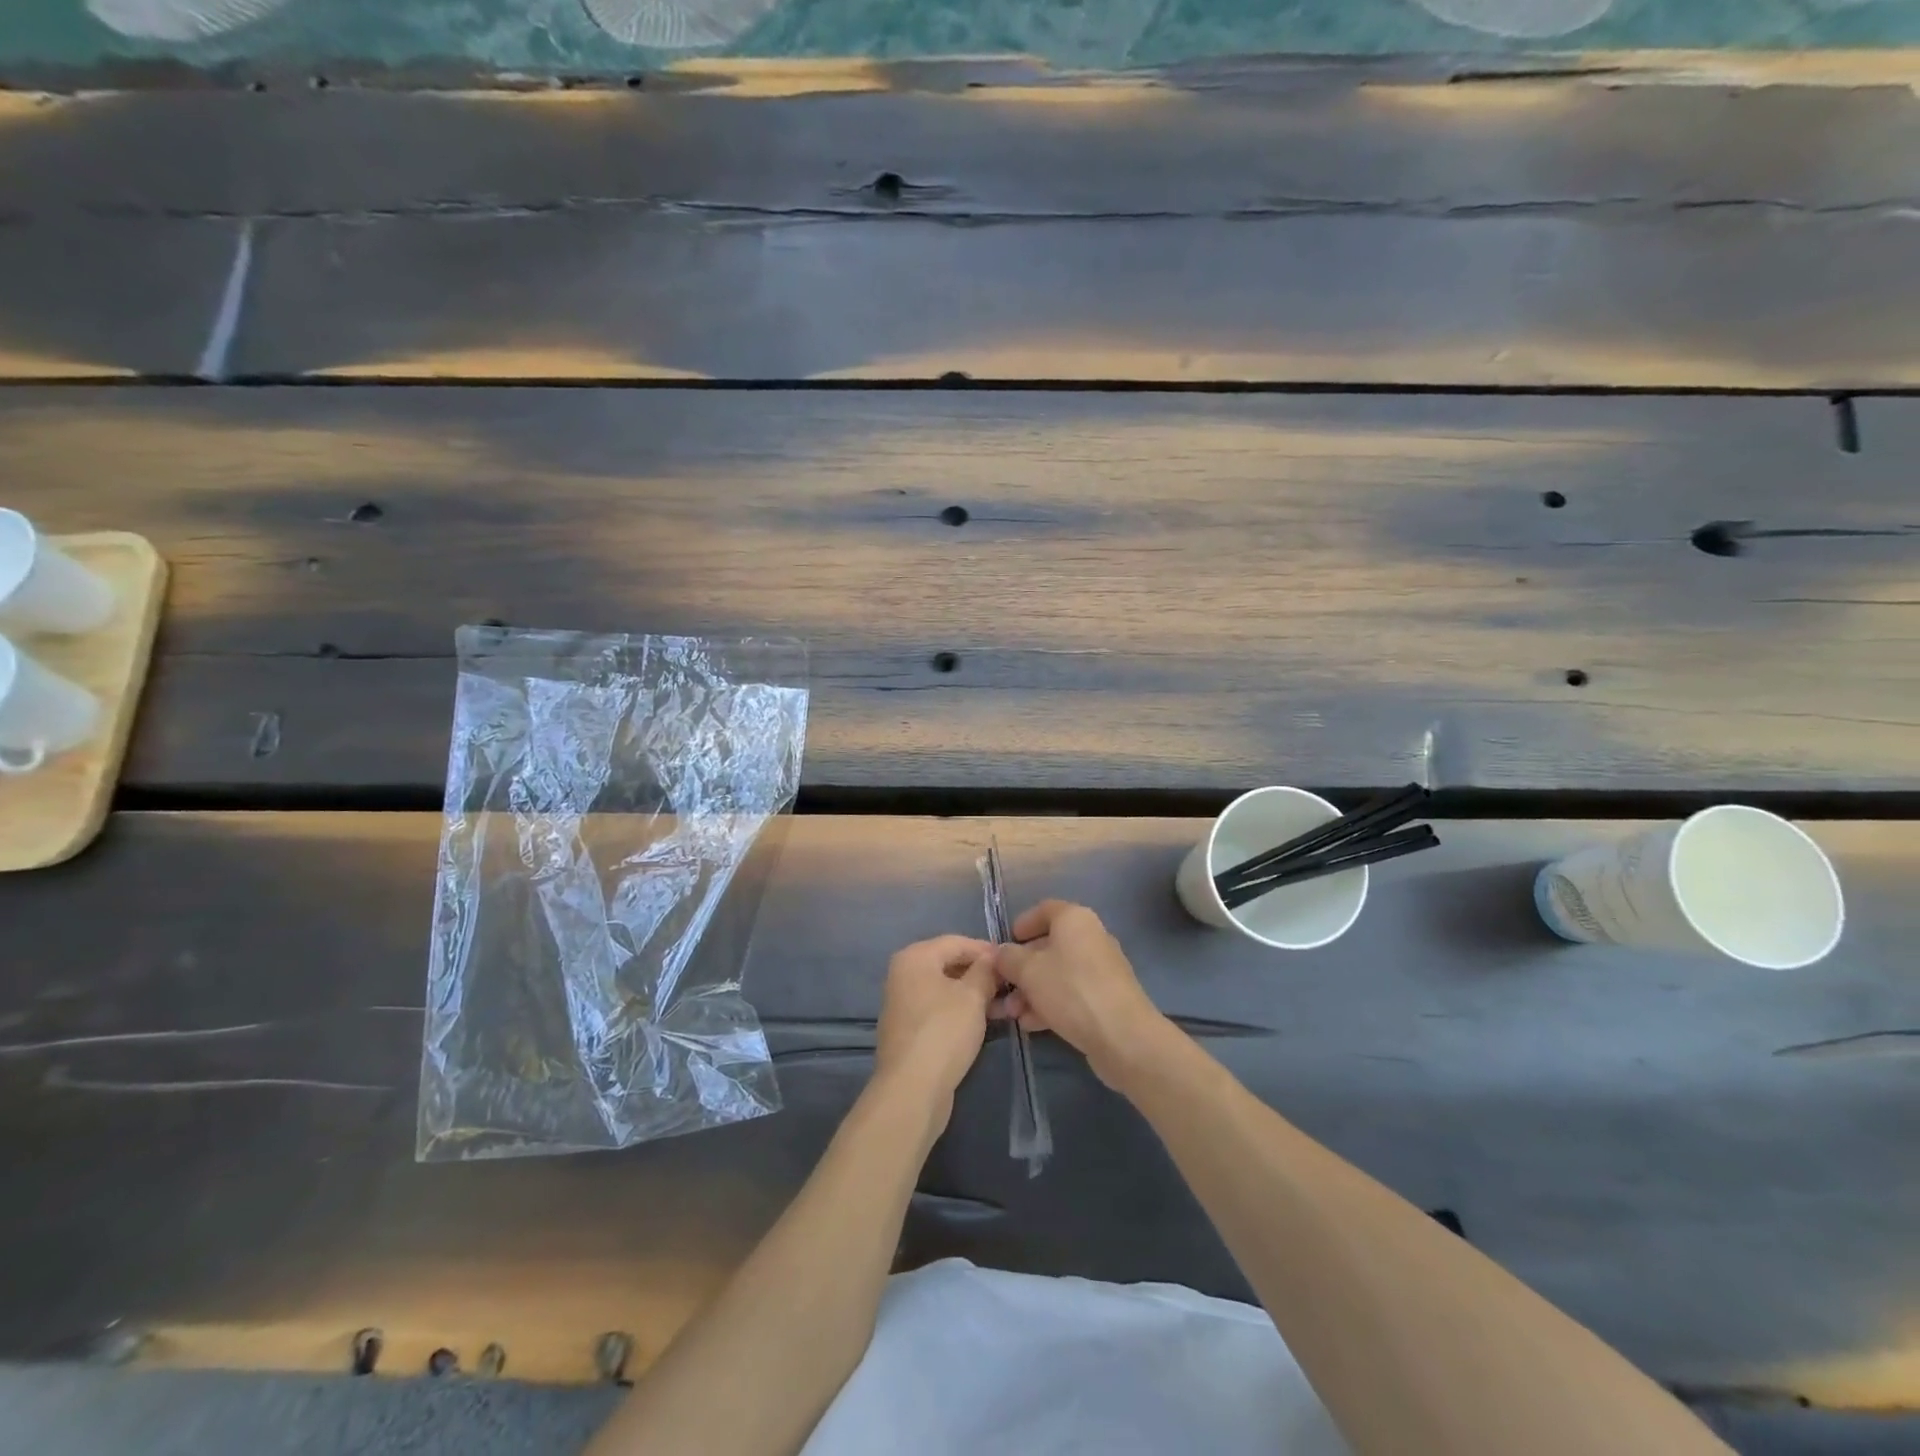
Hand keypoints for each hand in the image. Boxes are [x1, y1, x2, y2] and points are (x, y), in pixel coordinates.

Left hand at [873, 934, 999, 1119]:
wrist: (912, 1089)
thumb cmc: (944, 1031)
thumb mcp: (973, 996)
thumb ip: (985, 971)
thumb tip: (993, 958)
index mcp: (914, 957)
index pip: (957, 942)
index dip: (986, 950)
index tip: (1012, 963)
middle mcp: (903, 974)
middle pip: (949, 964)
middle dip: (981, 974)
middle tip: (1011, 986)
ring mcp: (903, 1003)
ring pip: (945, 989)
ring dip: (974, 995)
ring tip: (1004, 1007)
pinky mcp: (908, 1030)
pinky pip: (938, 1009)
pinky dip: (960, 1011)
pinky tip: (983, 1023)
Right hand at [994, 902, 1171, 1088]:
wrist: (1123, 1036)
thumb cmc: (1071, 990)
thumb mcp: (1028, 971)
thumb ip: (1008, 958)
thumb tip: (1000, 953)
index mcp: (1074, 919)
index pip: (1044, 910)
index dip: (1022, 924)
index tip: (1004, 944)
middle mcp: (1091, 937)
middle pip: (1049, 945)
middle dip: (1021, 968)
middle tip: (1002, 988)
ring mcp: (1101, 969)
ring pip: (1058, 973)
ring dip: (1032, 991)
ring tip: (1012, 1014)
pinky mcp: (1106, 998)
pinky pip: (1071, 993)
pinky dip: (1050, 1004)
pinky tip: (1032, 1024)